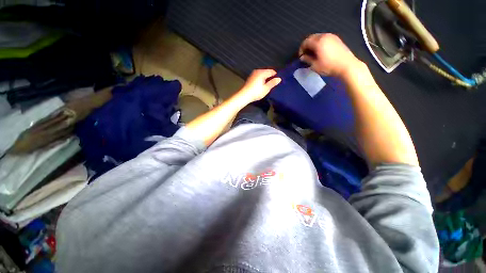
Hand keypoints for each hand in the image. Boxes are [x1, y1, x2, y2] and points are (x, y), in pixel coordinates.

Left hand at [238, 69, 281, 101]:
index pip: (272, 71)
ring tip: (269, 85)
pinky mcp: (250, 78)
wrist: (244, 95)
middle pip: (267, 72)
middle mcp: (257, 71)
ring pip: (262, 74)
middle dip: (271, 77)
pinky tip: (262, 85)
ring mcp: (253, 74)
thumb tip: (279, 79)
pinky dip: (261, 79)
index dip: (276, 75)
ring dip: (266, 78)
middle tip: (274, 84)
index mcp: (262, 72)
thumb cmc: (256, 92)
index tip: (278, 81)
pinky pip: (258, 76)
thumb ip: (273, 83)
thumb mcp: (266, 88)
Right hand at [299, 33, 360, 76]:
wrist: (347, 65)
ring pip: (318, 37)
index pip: (305, 42)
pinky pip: (325, 38)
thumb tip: (302, 57)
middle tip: (306, 54)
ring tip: (313, 53)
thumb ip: (307, 60)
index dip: (301, 49)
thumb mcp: (315, 65)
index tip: (301, 57)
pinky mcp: (337, 39)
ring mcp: (332, 36)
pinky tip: (321, 51)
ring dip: (313, 44)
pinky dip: (320, 43)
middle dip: (307, 45)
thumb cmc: (329, 66)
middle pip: (312, 37)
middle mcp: (324, 36)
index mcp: (318, 42)